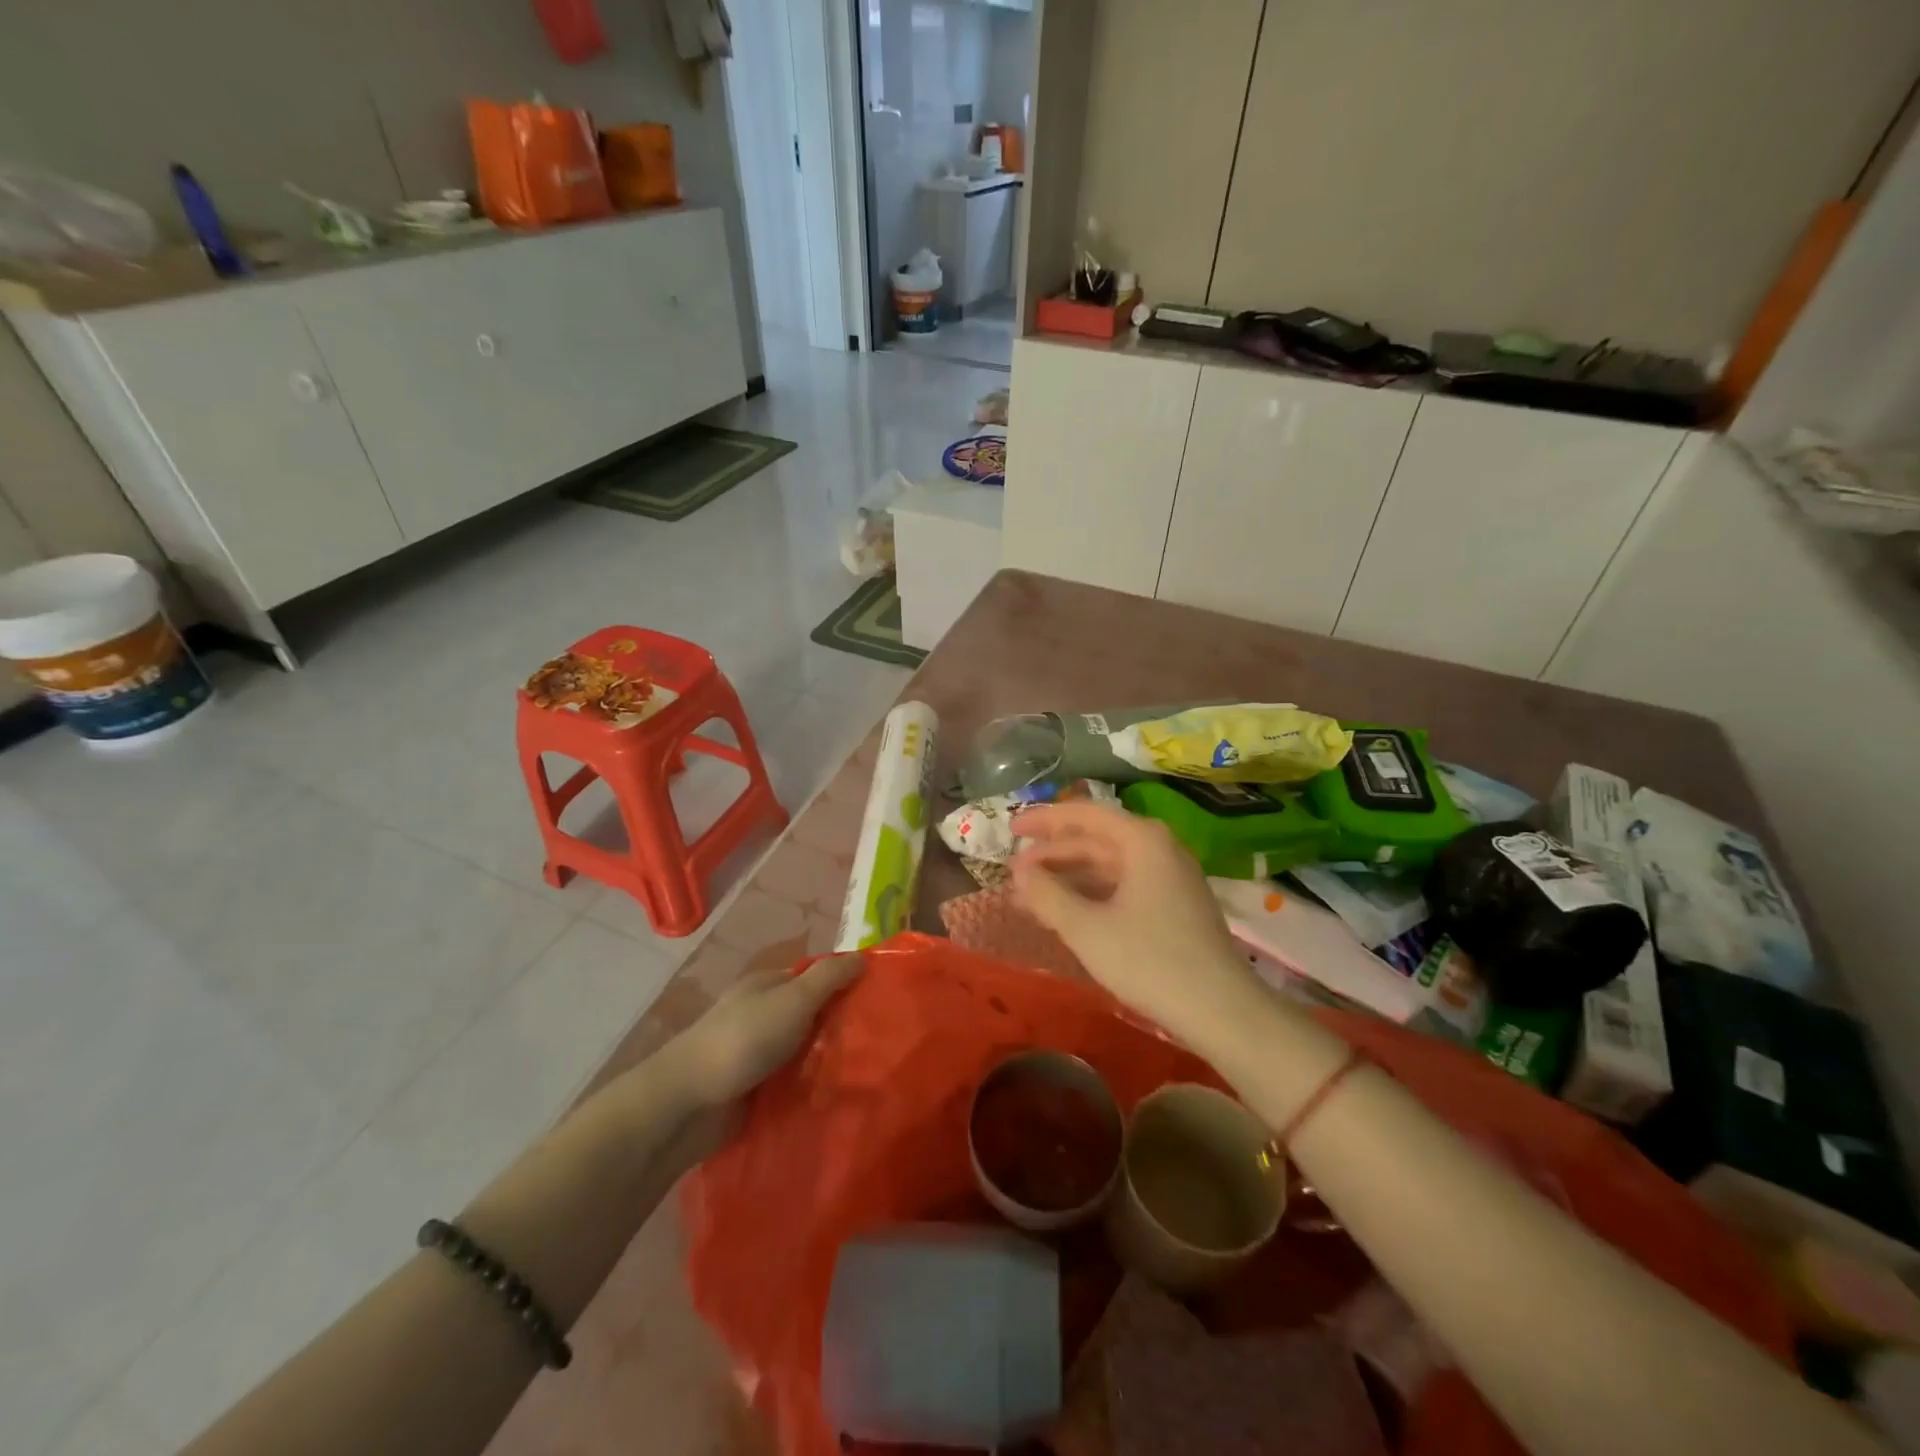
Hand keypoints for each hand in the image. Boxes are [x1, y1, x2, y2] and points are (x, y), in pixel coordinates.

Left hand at [662, 953, 863, 1107]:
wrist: (689, 1103)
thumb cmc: (744, 1039)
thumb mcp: (793, 999)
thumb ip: (829, 978)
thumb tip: (863, 957)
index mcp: (767, 986)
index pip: (814, 978)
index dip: (844, 984)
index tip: (879, 999)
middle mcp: (761, 1014)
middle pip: (810, 1015)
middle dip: (839, 1026)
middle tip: (880, 1040)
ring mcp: (756, 1054)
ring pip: (803, 1052)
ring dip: (827, 1061)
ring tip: (868, 1072)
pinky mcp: (754, 1090)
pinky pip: (792, 1084)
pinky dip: (810, 1088)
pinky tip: (838, 1097)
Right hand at [1011, 802, 1258, 1040]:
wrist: (1222, 1011)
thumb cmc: (1149, 961)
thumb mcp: (1086, 928)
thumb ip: (1047, 895)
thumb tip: (1019, 873)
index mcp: (1142, 840)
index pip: (1083, 815)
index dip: (1043, 820)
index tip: (1010, 828)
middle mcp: (1159, 849)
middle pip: (1095, 840)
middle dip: (1051, 856)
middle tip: (1013, 874)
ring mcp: (1171, 878)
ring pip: (1108, 867)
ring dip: (1068, 880)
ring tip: (1029, 899)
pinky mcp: (1175, 907)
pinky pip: (1123, 887)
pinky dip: (1091, 897)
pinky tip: (1067, 916)